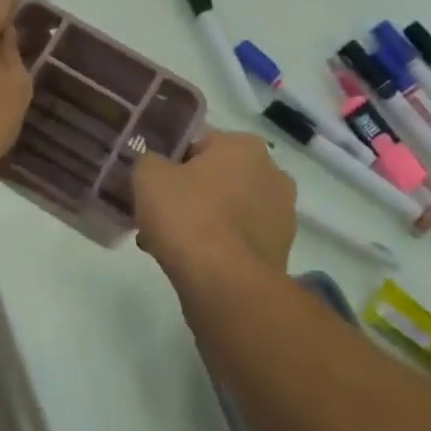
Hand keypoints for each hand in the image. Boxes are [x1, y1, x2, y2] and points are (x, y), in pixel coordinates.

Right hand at [133, 131, 296, 275]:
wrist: (225, 285)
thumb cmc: (188, 217)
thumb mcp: (149, 176)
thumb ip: (149, 160)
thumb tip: (156, 166)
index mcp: (245, 146)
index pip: (198, 144)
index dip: (171, 165)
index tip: (153, 188)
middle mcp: (272, 174)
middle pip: (215, 179)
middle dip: (188, 195)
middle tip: (158, 217)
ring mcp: (281, 215)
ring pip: (226, 211)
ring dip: (202, 222)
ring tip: (168, 246)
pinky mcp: (280, 252)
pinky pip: (238, 240)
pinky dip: (217, 247)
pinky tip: (191, 264)